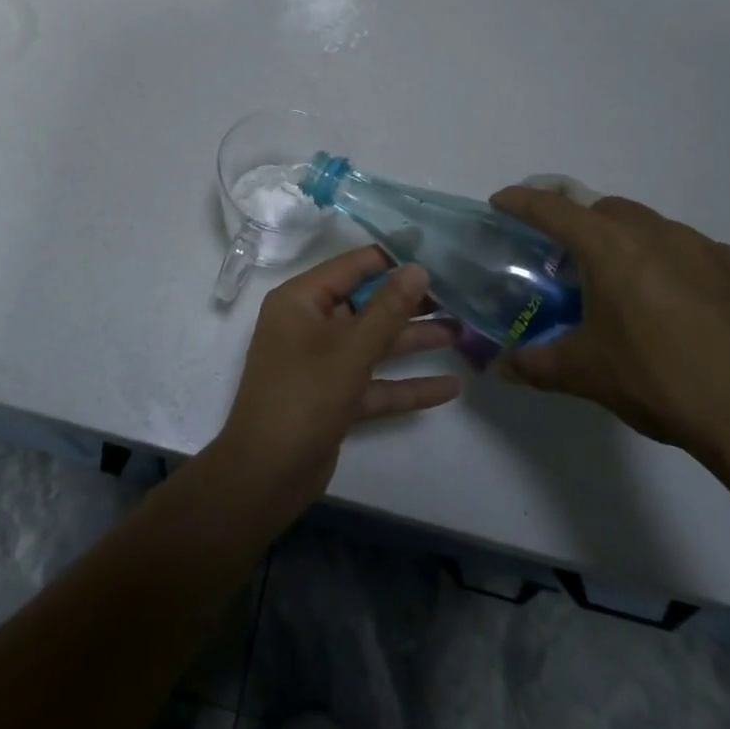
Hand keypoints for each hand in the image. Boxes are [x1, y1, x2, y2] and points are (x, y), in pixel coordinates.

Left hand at [213, 246, 461, 520]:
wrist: (267, 474)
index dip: (392, 259)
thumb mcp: (351, 349)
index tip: (436, 254)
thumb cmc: (305, 396)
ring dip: (413, 339)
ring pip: (373, 343)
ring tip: (462, 332)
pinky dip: (406, 384)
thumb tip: (418, 268)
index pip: (351, 266)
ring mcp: (321, 362)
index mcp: (301, 300)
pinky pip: (374, 381)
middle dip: (409, 303)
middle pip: (366, 304)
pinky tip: (449, 387)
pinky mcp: (334, 397)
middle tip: (458, 296)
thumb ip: (387, 309)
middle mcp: (309, 324)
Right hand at [488, 187, 729, 477]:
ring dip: (640, 248)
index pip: (554, 209)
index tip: (503, 202)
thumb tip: (496, 368)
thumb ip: (534, 365)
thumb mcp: (586, 376)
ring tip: (639, 293)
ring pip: (664, 232)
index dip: (522, 202)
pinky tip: (699, 317)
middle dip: (584, 224)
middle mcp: (664, 235)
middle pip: (610, 211)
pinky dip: (692, 275)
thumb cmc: (662, 385)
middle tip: (575, 260)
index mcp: (613, 250)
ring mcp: (719, 252)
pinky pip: (713, 262)